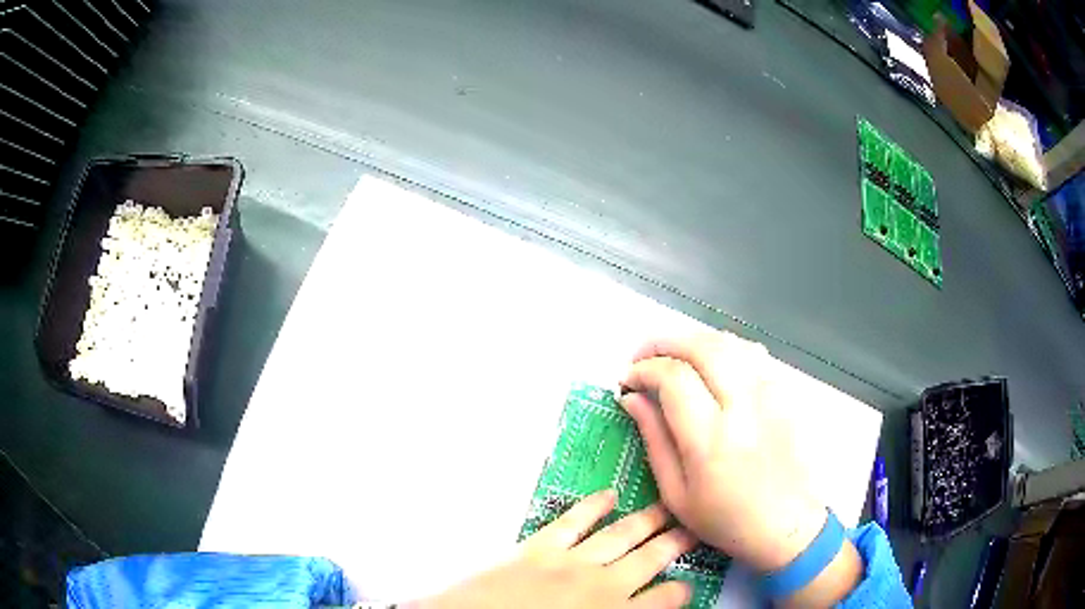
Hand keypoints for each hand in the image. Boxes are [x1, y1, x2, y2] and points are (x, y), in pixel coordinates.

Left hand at [410, 490, 695, 608]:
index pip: (666, 600)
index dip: (680, 591)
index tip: (686, 585)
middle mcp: (603, 586)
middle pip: (651, 558)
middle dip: (675, 542)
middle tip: (692, 528)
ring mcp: (571, 563)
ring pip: (621, 536)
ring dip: (646, 521)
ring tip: (667, 508)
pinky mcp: (538, 548)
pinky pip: (572, 521)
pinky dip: (592, 506)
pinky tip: (609, 495)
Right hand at [621, 333, 861, 605]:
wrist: (786, 524)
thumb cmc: (726, 519)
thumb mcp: (676, 493)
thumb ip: (654, 439)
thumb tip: (631, 399)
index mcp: (710, 439)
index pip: (673, 378)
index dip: (643, 370)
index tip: (627, 380)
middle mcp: (742, 407)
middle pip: (702, 347)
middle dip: (663, 342)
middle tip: (642, 356)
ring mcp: (769, 395)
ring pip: (728, 342)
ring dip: (692, 340)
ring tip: (672, 358)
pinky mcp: (784, 393)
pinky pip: (751, 353)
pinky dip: (722, 348)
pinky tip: (710, 365)